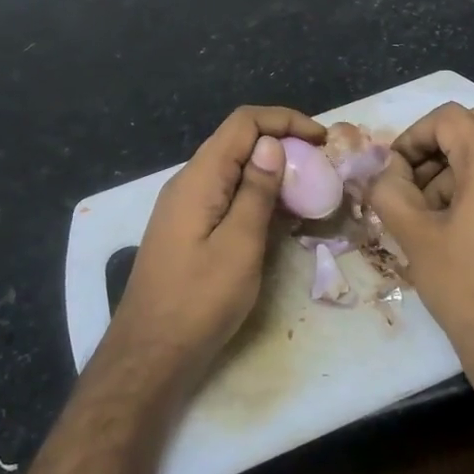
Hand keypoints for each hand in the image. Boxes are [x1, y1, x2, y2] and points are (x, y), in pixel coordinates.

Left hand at [109, 105, 324, 390]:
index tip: (322, 140)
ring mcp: (186, 205)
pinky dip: (256, 195)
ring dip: (272, 172)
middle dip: (283, 143)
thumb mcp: (240, 245)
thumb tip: (272, 144)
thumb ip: (256, 191)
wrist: (151, 353)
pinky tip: (281, 217)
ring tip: (310, 190)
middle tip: (322, 166)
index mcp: (200, 177)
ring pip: (233, 169)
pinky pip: (226, 195)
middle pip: (238, 141)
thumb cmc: (199, 300)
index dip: (285, 120)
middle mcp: (189, 181)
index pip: (243, 123)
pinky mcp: (188, 228)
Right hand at [369, 102, 473, 415]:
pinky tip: (456, 227)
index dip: (412, 137)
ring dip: (454, 169)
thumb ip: (389, 190)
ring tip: (428, 215)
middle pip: (473, 127)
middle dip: (434, 149)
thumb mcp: (415, 235)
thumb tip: (383, 171)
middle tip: (409, 185)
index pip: (448, 118)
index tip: (392, 172)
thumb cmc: (467, 288)